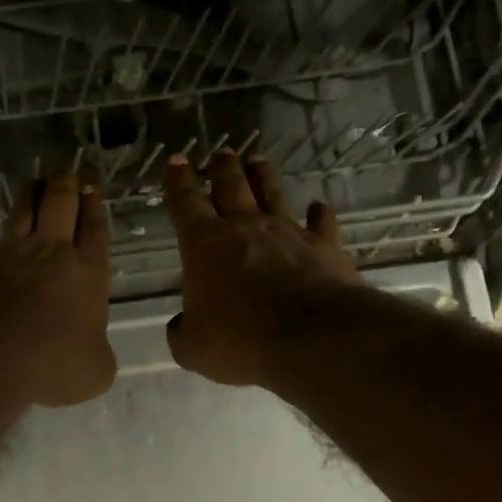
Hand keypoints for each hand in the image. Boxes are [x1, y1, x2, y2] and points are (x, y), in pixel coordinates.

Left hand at [0, 172, 115, 406]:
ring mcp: (8, 257)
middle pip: (59, 205)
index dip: (95, 207)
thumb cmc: (54, 364)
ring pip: (20, 212)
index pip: (95, 229)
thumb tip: (91, 349)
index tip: (93, 189)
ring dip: (29, 195)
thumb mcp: (96, 371)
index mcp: (88, 272)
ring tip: (34, 182)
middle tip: (66, 174)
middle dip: (65, 185)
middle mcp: (49, 253)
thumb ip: (98, 352)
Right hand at [164, 149, 359, 386]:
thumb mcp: (192, 348)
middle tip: (221, 153)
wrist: (311, 339)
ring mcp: (288, 233)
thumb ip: (182, 331)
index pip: (185, 203)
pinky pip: (321, 222)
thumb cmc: (240, 341)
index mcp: (204, 245)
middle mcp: (245, 228)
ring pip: (272, 193)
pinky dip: (319, 213)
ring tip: (257, 160)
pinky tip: (319, 206)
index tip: (177, 161)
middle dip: (222, 167)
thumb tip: (182, 323)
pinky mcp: (324, 247)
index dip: (178, 181)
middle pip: (231, 186)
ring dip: (262, 176)